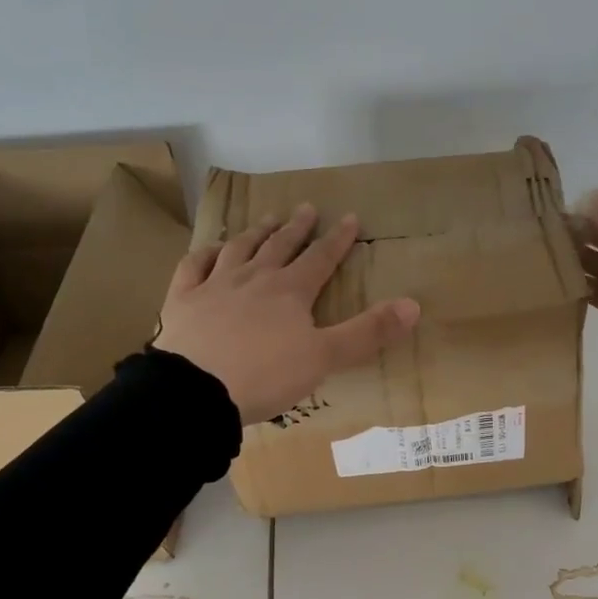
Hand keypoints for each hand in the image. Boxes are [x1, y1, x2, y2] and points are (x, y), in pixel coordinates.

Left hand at [156, 203, 420, 423]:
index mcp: (290, 291)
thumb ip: (368, 332)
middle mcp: (254, 278)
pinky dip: (204, 254)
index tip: (349, 217)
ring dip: (255, 233)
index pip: (320, 258)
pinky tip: (210, 249)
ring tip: (266, 219)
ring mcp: (215, 286)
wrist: (196, 391)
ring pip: (239, 249)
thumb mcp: (325, 357)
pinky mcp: (183, 300)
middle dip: (296, 227)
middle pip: (280, 246)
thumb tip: (414, 305)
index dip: (337, 239)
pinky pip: (193, 267)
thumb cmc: (265, 375)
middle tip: (306, 207)